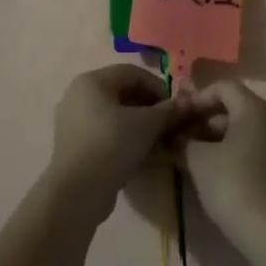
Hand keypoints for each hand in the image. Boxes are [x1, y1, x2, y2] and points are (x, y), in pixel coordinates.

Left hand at [46, 64, 218, 223]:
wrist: (77, 192)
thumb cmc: (112, 145)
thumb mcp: (146, 125)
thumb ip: (168, 111)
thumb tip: (190, 102)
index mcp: (92, 81)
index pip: (132, 73)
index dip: (158, 87)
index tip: (176, 108)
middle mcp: (79, 95)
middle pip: (124, 95)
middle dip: (152, 111)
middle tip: (172, 129)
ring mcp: (75, 122)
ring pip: (116, 118)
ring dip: (143, 129)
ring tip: (163, 146)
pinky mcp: (76, 147)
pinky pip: (107, 135)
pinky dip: (127, 141)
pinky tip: (145, 158)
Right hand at [177, 81, 265, 244]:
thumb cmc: (230, 183)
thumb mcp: (197, 159)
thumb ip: (181, 140)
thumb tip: (170, 137)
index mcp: (254, 108)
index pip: (223, 87)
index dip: (197, 98)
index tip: (178, 117)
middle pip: (233, 107)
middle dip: (204, 120)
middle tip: (181, 138)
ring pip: (243, 129)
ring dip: (216, 138)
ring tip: (192, 157)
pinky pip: (254, 147)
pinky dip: (233, 152)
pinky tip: (214, 171)